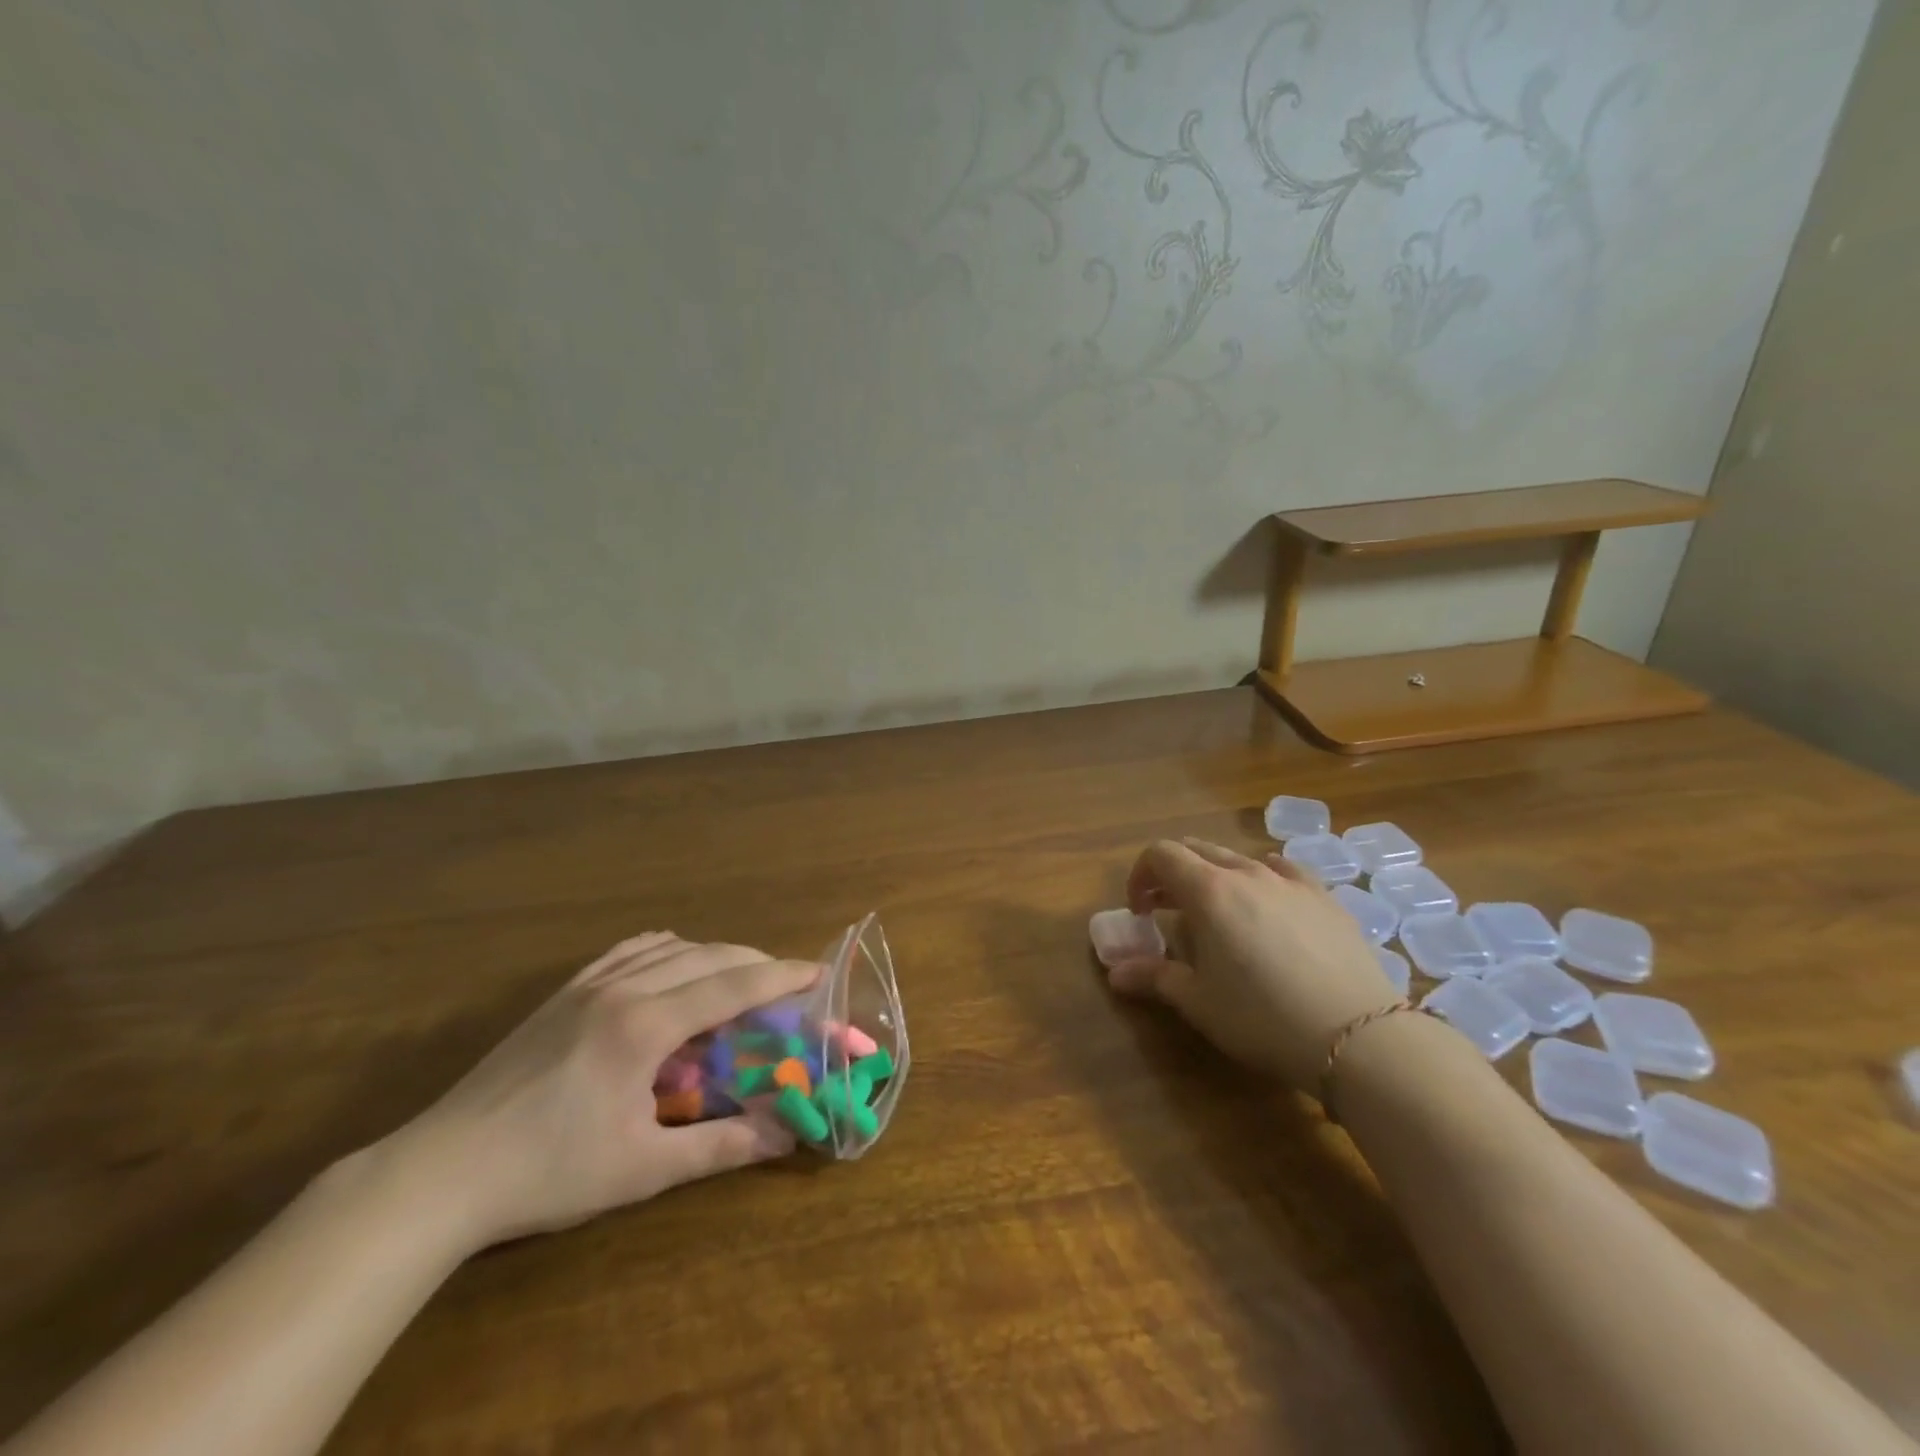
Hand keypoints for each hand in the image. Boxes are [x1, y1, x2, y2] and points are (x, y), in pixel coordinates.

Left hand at [387, 933, 817, 1251]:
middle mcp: (623, 989)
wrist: (441, 1173)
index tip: (817, 971)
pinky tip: (670, 959)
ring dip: (714, 954)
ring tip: (738, 975)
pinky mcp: (562, 995)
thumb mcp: (641, 1169)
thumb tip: (785, 1136)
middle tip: (786, 980)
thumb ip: (719, 1147)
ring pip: (670, 948)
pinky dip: (665, 949)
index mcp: (645, 1025)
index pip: (731, 986)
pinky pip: (627, 951)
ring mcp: (588, 986)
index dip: (780, 976)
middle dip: (754, 962)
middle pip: (707, 957)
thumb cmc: (548, 1173)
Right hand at [1107, 838, 1399, 1092]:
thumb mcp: (1198, 1002)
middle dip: (1172, 874)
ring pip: (1239, 858)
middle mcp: (1246, 872)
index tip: (1140, 911)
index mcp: (1208, 890)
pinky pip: (1284, 869)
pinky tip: (1268, 897)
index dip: (1140, 876)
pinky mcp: (1324, 896)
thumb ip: (1154, 978)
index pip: (1160, 855)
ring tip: (1217, 914)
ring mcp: (1290, 881)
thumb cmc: (1262, 1017)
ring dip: (1214, 876)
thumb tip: (1115, 973)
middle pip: (1196, 850)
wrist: (1358, 1037)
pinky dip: (1262, 875)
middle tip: (1167, 911)